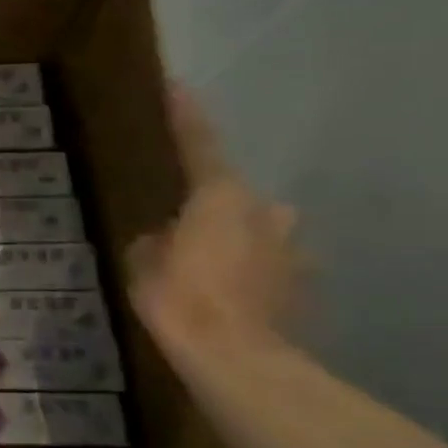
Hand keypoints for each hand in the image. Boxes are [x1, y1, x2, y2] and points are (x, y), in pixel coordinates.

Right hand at [128, 88, 303, 359]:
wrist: (239, 361)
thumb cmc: (181, 299)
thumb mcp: (143, 264)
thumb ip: (154, 241)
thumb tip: (166, 238)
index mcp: (223, 196)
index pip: (199, 144)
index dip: (186, 116)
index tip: (178, 86)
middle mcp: (269, 212)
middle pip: (234, 197)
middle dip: (212, 208)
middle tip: (182, 231)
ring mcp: (295, 250)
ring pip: (257, 233)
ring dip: (234, 243)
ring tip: (206, 272)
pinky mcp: (305, 286)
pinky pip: (269, 267)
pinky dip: (250, 275)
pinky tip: (228, 300)